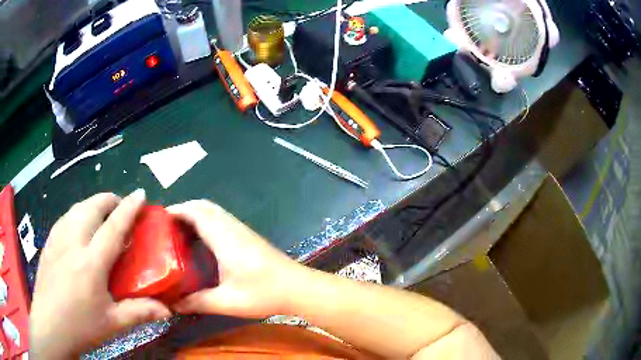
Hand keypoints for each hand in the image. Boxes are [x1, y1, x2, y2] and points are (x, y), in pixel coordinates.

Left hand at [30, 190, 170, 358]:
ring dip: (93, 205)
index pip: (113, 227)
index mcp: (91, 263)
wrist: (49, 326)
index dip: (129, 208)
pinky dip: (78, 213)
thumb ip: (139, 312)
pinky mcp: (49, 242)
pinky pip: (65, 217)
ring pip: (77, 208)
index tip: (140, 194)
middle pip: (92, 207)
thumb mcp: (112, 323)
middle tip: (121, 209)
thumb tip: (168, 310)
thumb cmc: (81, 326)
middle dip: (109, 200)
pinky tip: (79, 227)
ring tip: (101, 216)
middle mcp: (73, 242)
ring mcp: (58, 239)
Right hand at [167, 200, 308, 317]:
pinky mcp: (248, 236)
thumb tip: (173, 305)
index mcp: (223, 237)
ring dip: (195, 215)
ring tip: (178, 234)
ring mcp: (241, 230)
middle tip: (165, 228)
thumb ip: (198, 302)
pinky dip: (206, 222)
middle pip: (203, 207)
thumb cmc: (263, 293)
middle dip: (182, 211)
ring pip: (213, 212)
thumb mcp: (227, 301)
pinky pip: (221, 220)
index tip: (158, 220)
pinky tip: (201, 243)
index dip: (175, 211)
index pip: (195, 212)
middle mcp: (231, 227)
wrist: (298, 288)